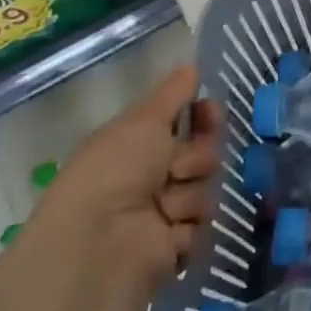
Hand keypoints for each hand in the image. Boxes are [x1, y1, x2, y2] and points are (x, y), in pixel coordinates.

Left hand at [27, 64, 223, 291]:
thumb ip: (172, 93)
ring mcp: (166, 212)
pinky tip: (166, 232)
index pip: (188, 122)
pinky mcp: (177, 245)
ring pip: (207, 188)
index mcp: (138, 144)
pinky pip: (205, 224)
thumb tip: (192, 65)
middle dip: (198, 156)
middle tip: (176, 167)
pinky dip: (188, 227)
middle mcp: (152, 176)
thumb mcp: (143, 121)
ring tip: (164, 207)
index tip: (209, 112)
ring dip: (189, 194)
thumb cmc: (115, 172)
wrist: (101, 243)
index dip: (204, 116)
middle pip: (205, 153)